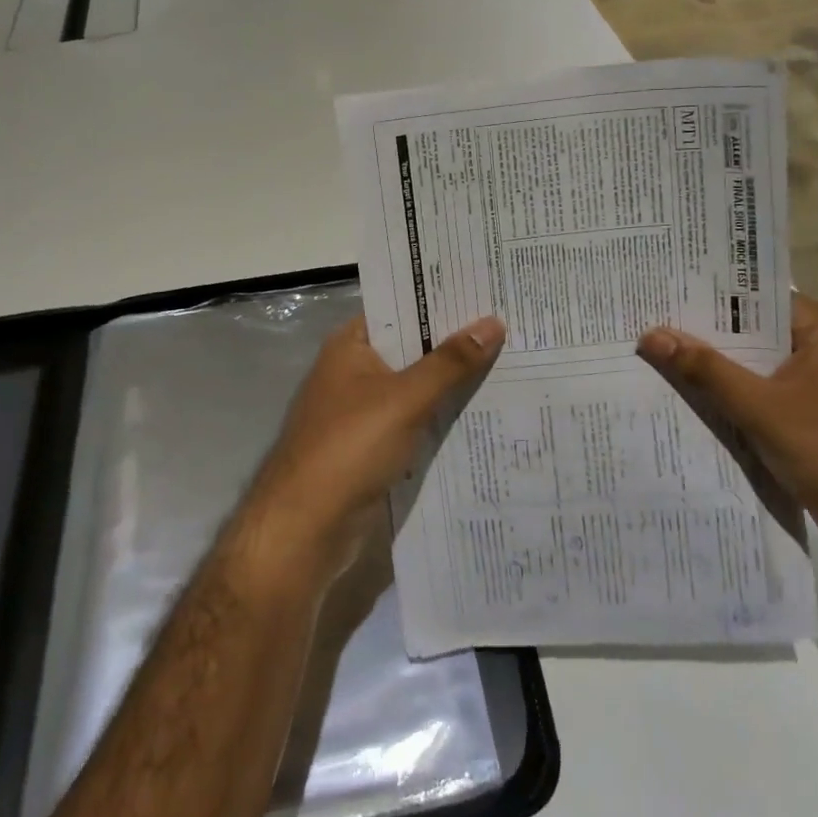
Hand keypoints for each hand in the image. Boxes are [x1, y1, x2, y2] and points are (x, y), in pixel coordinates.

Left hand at [247, 314, 506, 575]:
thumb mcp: (405, 399)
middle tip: (511, 325)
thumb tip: (493, 323)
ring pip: (415, 386)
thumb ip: (450, 362)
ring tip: (509, 363)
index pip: (400, 308)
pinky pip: (414, 420)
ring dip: (451, 381)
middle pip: (411, 347)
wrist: (306, 527)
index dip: (440, 300)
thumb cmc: (350, 447)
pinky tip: (481, 412)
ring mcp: (362, 410)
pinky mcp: (372, 445)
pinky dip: (440, 415)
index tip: (486, 290)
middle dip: (455, 342)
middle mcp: (354, 370)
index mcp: (351, 345)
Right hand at [636, 295, 817, 572]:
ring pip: (750, 360)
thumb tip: (651, 335)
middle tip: (644, 322)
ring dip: (711, 363)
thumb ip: (705, 369)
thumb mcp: (760, 408)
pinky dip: (727, 390)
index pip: (753, 297)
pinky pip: (757, 387)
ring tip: (652, 351)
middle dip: (701, 332)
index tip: (657, 293)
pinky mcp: (807, 410)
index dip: (705, 296)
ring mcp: (815, 379)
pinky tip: (685, 391)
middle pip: (749, 328)